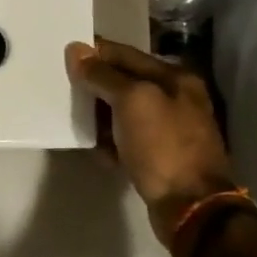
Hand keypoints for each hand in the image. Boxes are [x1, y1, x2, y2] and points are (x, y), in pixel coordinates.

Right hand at [65, 38, 236, 245]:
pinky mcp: (162, 157)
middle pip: (126, 83)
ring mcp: (171, 130)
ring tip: (75, 120)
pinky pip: (128, 140)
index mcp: (175, 78)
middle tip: (64, 88)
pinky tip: (97, 150)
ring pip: (125, 113)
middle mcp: (176, 98)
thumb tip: (76, 50)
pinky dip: (111, 142)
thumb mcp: (131, 101)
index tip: (64, 55)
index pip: (126, 54)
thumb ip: (103, 75)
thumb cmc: (162, 145)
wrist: (191, 206)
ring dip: (100, 116)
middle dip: (96, 86)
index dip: (96, 53)